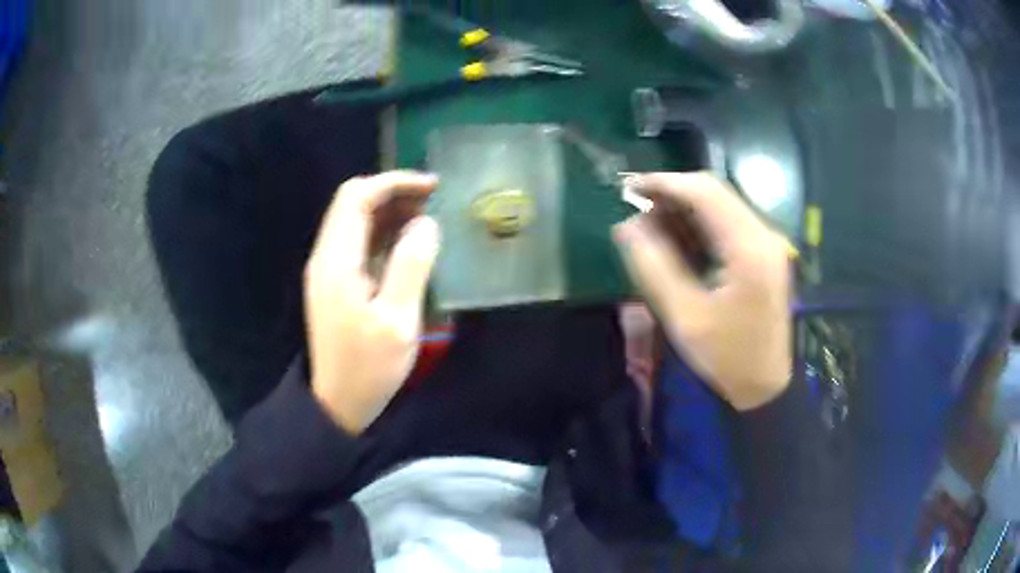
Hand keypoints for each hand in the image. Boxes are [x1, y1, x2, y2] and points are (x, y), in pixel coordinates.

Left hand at [304, 171, 439, 433]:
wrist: (338, 403)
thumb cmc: (369, 367)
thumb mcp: (398, 321)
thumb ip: (411, 266)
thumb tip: (425, 224)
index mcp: (337, 261)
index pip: (356, 197)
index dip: (393, 183)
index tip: (430, 188)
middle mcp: (326, 257)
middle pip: (352, 203)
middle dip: (392, 194)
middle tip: (432, 202)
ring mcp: (328, 270)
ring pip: (354, 222)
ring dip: (388, 212)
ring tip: (426, 219)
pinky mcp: (334, 283)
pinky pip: (356, 243)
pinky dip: (382, 233)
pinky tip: (407, 244)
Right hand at [613, 172, 791, 410]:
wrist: (765, 385)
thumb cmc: (726, 357)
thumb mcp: (684, 317)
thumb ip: (653, 266)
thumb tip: (625, 225)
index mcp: (749, 248)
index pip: (704, 193)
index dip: (664, 183)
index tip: (628, 187)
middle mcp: (764, 234)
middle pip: (714, 191)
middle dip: (673, 193)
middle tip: (637, 208)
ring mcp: (767, 242)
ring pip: (721, 203)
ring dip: (685, 207)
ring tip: (651, 224)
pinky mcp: (764, 251)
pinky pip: (728, 221)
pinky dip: (699, 222)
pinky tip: (678, 238)